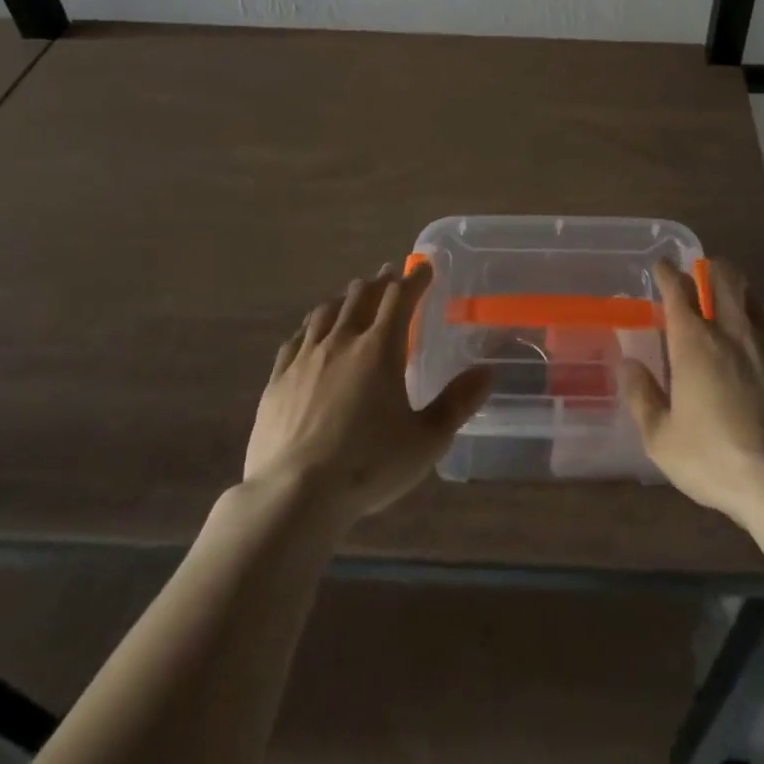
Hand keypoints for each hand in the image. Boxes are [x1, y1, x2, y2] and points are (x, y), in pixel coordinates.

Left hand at [244, 262, 492, 521]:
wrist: (292, 496)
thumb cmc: (368, 465)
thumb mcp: (426, 440)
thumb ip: (457, 404)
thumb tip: (487, 372)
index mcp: (380, 348)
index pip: (400, 297)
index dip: (415, 279)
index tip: (425, 267)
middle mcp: (342, 341)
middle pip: (360, 296)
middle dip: (379, 283)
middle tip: (389, 277)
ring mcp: (305, 359)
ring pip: (325, 313)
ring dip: (344, 300)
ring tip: (351, 298)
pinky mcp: (277, 381)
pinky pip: (295, 341)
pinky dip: (309, 328)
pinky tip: (310, 334)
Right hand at [622, 258, 763, 524]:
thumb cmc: (716, 460)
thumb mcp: (662, 440)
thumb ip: (642, 398)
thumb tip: (628, 364)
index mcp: (694, 342)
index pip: (677, 291)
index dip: (667, 273)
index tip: (662, 267)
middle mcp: (731, 331)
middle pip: (723, 279)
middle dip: (710, 268)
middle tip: (702, 271)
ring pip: (754, 296)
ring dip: (740, 290)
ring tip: (732, 298)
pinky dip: (763, 322)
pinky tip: (761, 339)